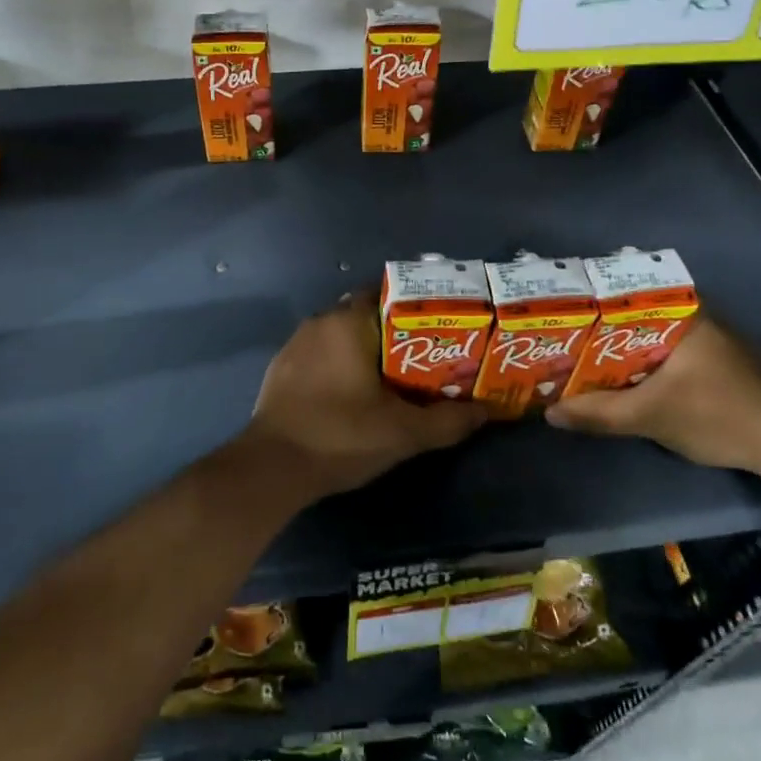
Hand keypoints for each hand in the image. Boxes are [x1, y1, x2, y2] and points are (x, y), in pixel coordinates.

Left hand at [241, 297, 486, 501]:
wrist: (273, 467)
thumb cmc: (341, 436)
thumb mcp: (403, 432)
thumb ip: (448, 421)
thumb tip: (487, 412)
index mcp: (348, 321)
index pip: (388, 293)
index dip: (416, 306)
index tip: (439, 326)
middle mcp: (320, 320)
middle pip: (366, 313)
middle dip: (395, 330)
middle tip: (425, 354)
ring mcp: (296, 343)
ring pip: (342, 333)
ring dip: (366, 347)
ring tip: (395, 374)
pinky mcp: (282, 366)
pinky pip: (321, 352)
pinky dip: (340, 362)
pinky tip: (354, 390)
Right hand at [545, 316, 760, 473]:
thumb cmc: (717, 413)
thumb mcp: (650, 415)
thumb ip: (599, 413)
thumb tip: (550, 414)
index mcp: (678, 313)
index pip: (620, 294)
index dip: (585, 306)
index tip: (556, 315)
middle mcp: (692, 316)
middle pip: (630, 317)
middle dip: (596, 331)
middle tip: (558, 341)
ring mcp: (705, 339)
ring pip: (647, 337)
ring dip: (618, 351)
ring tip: (578, 359)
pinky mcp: (713, 364)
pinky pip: (663, 353)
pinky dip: (640, 363)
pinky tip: (619, 379)